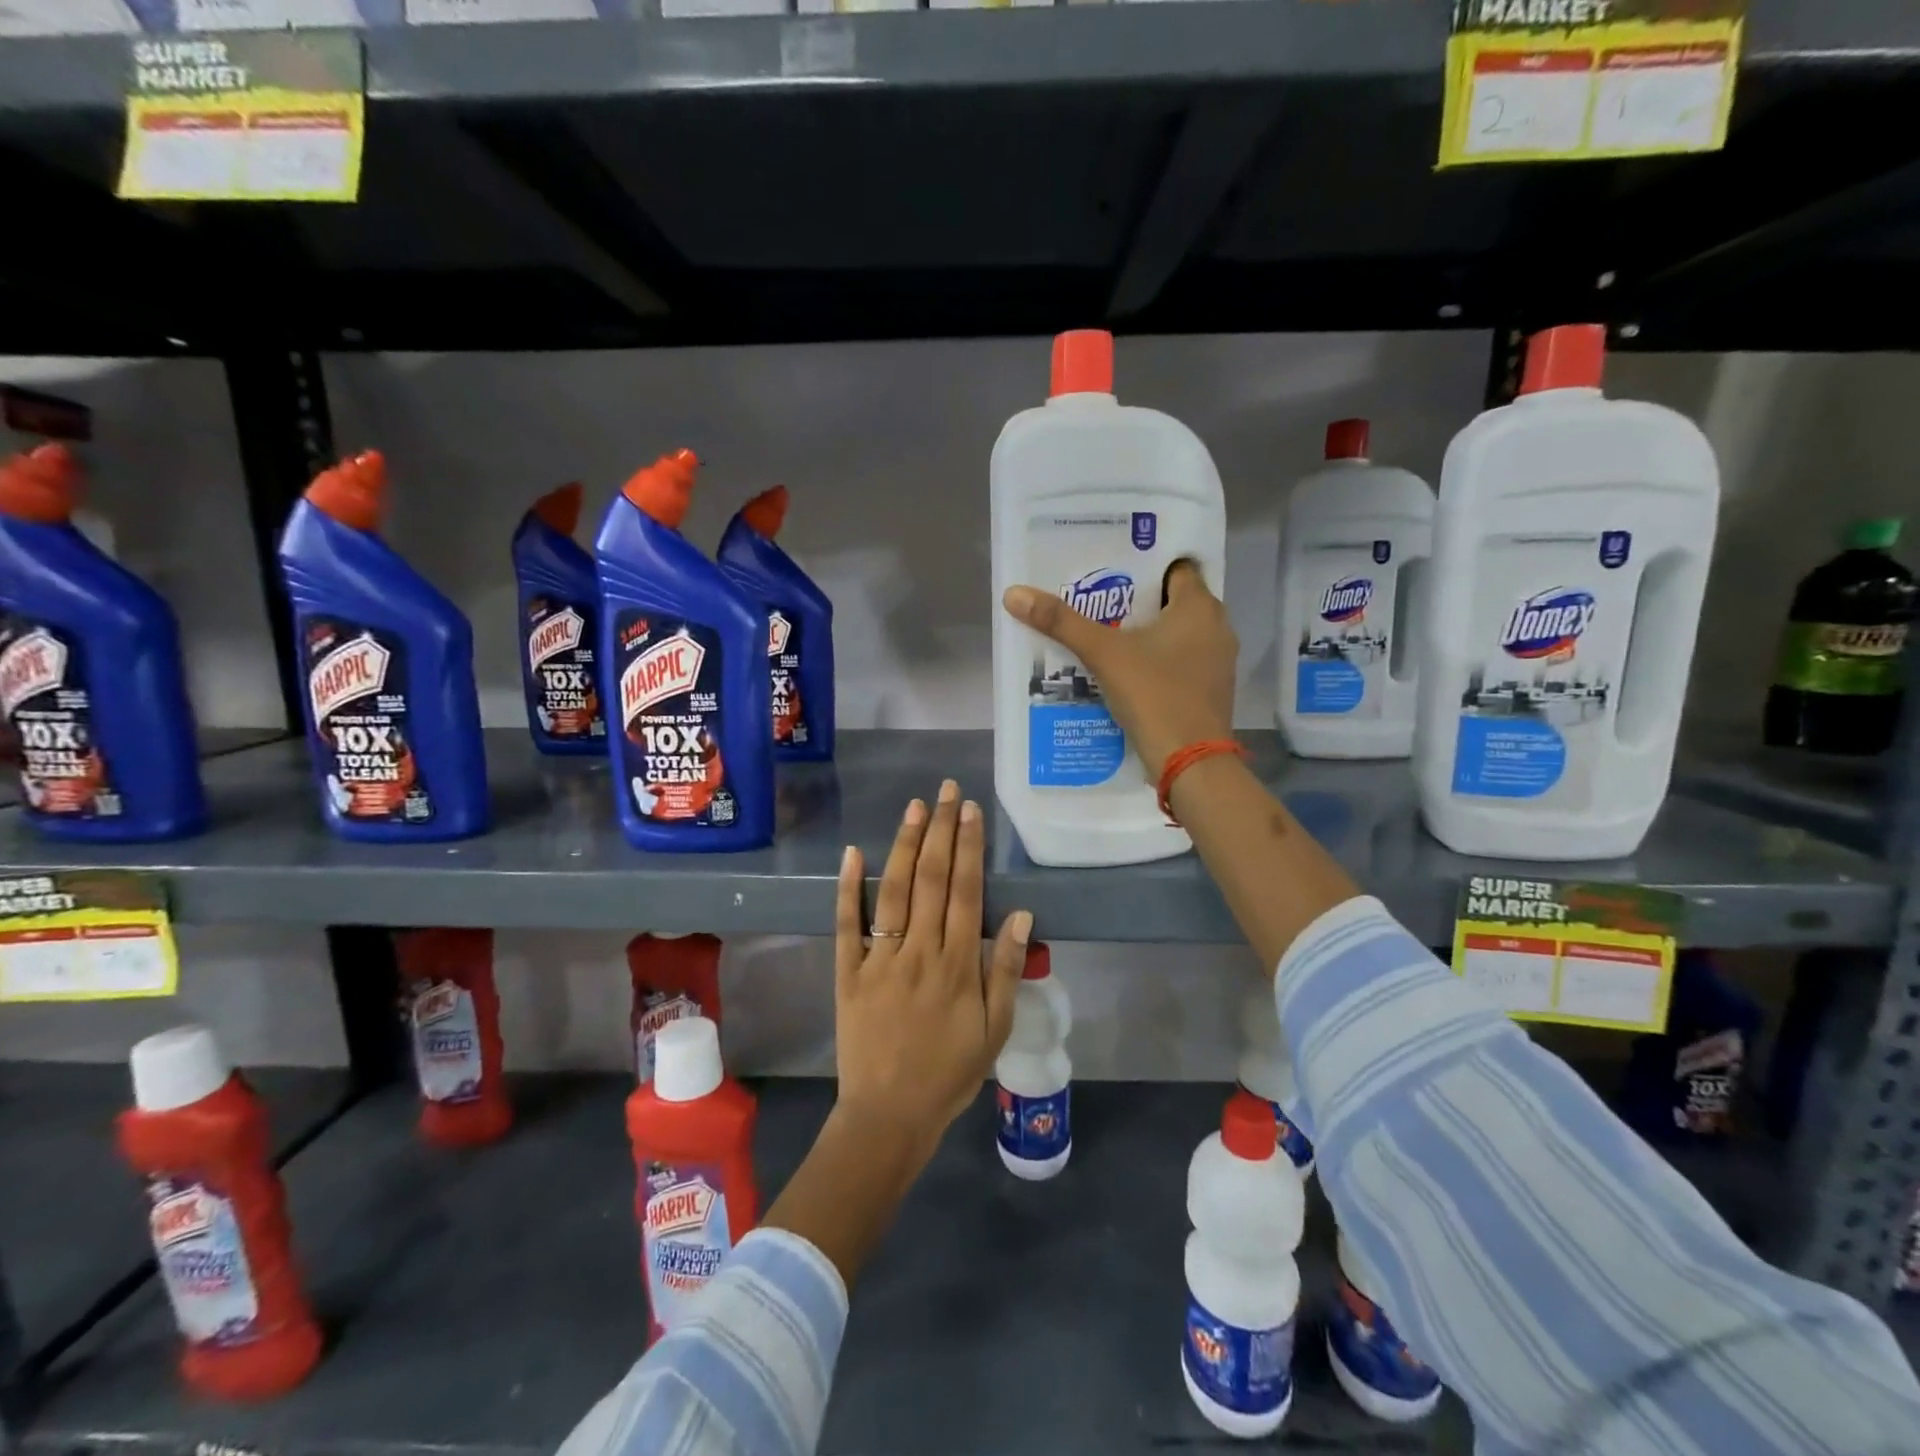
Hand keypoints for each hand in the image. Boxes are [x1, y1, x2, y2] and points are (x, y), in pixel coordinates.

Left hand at [833, 780, 1032, 1158]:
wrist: (889, 1115)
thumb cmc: (949, 1073)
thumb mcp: (994, 1030)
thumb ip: (1005, 970)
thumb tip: (1020, 915)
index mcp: (958, 965)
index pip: (965, 891)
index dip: (968, 847)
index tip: (969, 811)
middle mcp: (919, 951)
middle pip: (931, 880)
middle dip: (940, 830)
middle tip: (945, 791)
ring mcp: (880, 959)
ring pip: (894, 892)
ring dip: (904, 845)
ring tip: (914, 807)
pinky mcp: (848, 972)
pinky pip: (847, 924)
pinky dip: (849, 888)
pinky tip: (853, 853)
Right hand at [1003, 559, 1236, 779]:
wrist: (1189, 763)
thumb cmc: (1154, 695)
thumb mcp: (1103, 654)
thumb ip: (1061, 622)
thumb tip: (1014, 594)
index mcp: (1200, 607)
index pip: (1175, 567)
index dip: (1143, 565)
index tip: (1109, 569)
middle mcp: (1217, 628)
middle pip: (1172, 602)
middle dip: (1136, 602)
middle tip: (1096, 602)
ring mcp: (1217, 662)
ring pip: (1177, 635)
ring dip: (1146, 634)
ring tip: (1103, 635)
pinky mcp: (1210, 690)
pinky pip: (1180, 662)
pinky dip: (1156, 661)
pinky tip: (1125, 671)